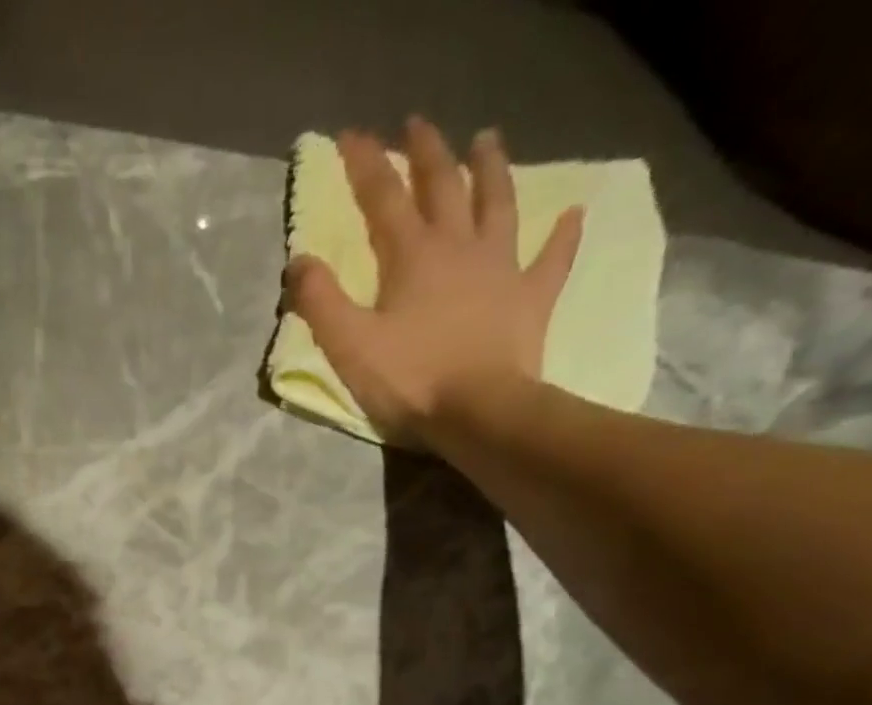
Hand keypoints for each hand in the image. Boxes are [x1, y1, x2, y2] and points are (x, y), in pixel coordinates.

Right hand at [284, 118, 583, 446]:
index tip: (351, 135)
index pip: (383, 197)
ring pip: (497, 204)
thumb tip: (298, 262)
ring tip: (487, 139)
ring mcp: (502, 268)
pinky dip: (562, 236)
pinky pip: (551, 259)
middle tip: (417, 125)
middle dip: (427, 152)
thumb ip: (320, 302)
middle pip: (443, 185)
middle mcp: (459, 247)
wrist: (479, 412)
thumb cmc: (410, 380)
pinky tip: (573, 216)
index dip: (366, 163)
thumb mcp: (349, 345)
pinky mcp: (530, 298)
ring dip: (490, 169)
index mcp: (412, 257)